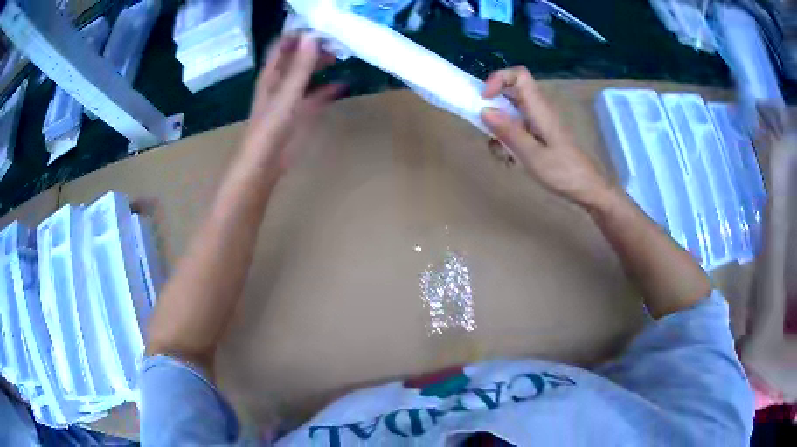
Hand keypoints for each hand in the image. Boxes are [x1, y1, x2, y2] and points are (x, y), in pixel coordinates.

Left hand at [243, 35, 341, 177]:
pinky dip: (328, 89)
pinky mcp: (300, 114)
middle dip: (314, 47)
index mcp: (271, 75)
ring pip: (307, 75)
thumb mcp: (287, 94)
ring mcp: (290, 98)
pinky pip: (316, 95)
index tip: (322, 26)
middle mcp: (279, 83)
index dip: (299, 34)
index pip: (282, 46)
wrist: (265, 164)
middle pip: (296, 58)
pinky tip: (344, 84)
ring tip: (342, 54)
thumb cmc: (271, 128)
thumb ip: (301, 67)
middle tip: (338, 39)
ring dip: (321, 65)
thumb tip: (313, 36)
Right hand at [480, 67, 610, 209]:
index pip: (519, 75)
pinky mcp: (539, 134)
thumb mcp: (533, 155)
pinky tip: (510, 160)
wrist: (586, 188)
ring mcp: (538, 122)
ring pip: (510, 112)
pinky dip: (508, 139)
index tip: (484, 99)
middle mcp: (538, 110)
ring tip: (502, 154)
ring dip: (499, 129)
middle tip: (488, 132)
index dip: (499, 78)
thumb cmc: (563, 172)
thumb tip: (484, 110)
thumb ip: (509, 132)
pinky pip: (517, 127)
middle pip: (510, 92)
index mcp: (539, 108)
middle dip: (493, 108)